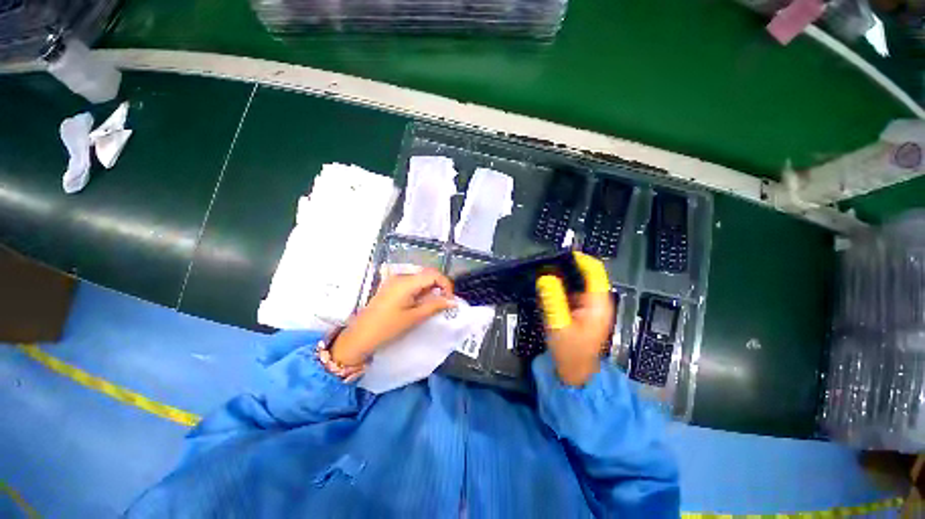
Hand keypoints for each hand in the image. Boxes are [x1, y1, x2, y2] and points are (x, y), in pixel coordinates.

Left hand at [330, 267, 455, 365]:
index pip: (433, 274)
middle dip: (439, 286)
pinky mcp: (392, 286)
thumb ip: (435, 306)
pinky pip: (412, 283)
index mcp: (406, 282)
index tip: (450, 299)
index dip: (446, 284)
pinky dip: (421, 290)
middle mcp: (401, 276)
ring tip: (434, 304)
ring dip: (430, 289)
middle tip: (445, 302)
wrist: (360, 336)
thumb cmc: (388, 328)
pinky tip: (421, 303)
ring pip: (420, 278)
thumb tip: (453, 301)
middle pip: (427, 274)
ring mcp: (394, 280)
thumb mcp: (414, 317)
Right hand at [536, 252, 613, 385]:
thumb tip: (546, 277)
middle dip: (569, 267)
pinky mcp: (584, 312)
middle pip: (587, 276)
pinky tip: (550, 288)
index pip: (594, 272)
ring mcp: (591, 307)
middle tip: (548, 263)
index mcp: (597, 304)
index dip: (580, 259)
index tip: (561, 254)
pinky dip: (563, 288)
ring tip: (546, 272)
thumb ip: (553, 299)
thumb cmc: (570, 352)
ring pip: (580, 284)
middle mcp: (598, 302)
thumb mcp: (558, 324)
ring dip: (565, 277)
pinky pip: (574, 293)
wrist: (575, 374)